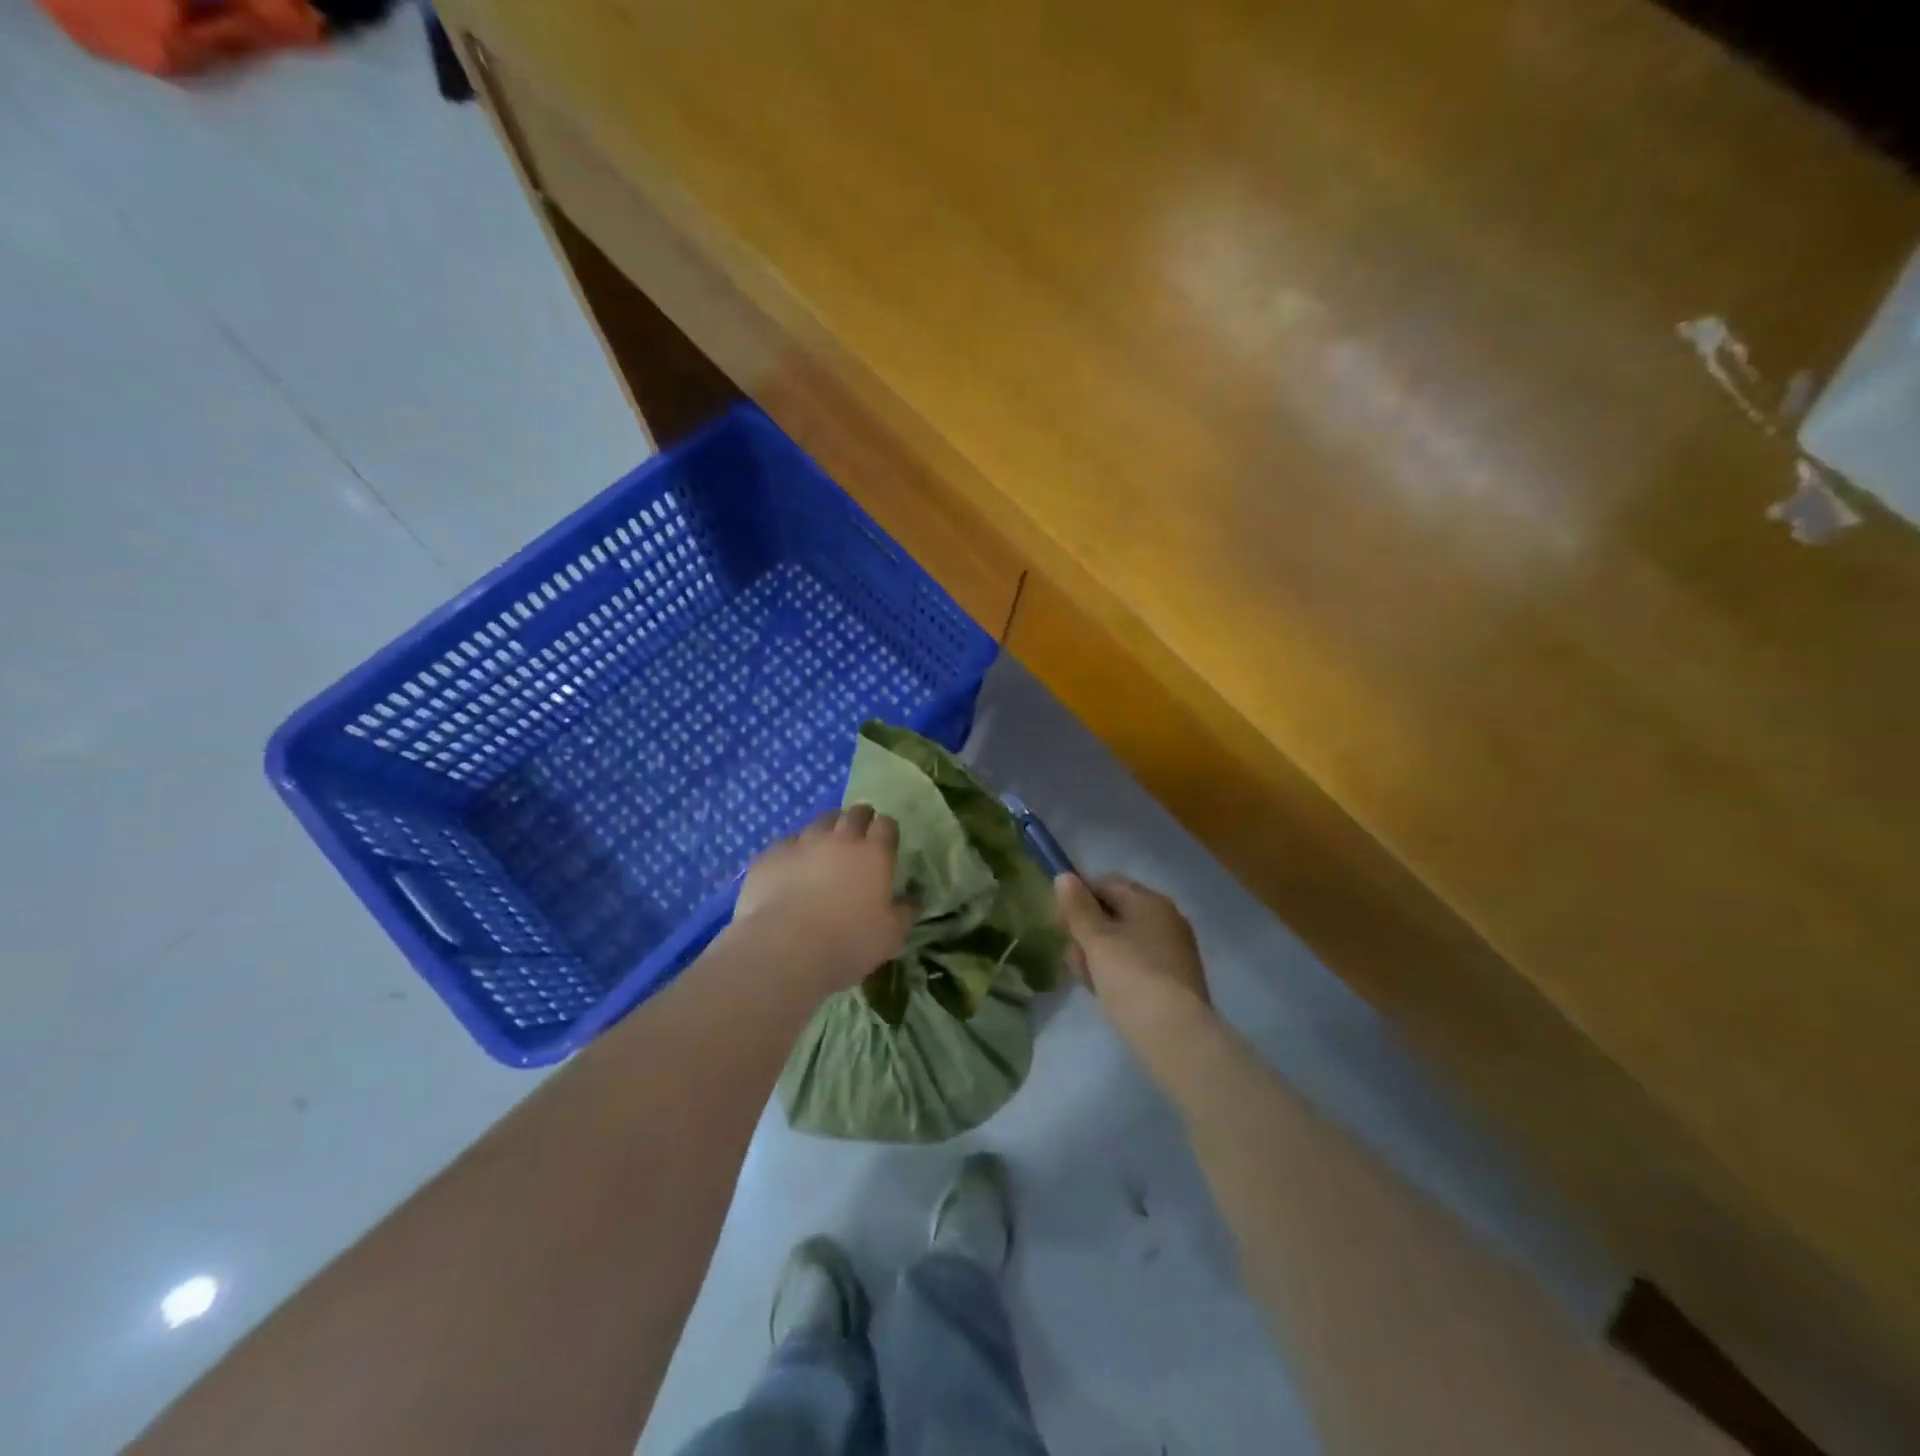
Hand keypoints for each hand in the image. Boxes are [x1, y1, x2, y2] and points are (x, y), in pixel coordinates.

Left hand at [732, 806, 915, 992]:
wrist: (784, 950)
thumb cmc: (848, 944)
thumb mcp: (890, 936)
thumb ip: (905, 912)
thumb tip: (914, 898)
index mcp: (874, 854)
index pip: (886, 825)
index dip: (887, 830)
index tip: (886, 840)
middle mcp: (840, 839)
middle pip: (854, 814)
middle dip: (860, 818)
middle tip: (858, 834)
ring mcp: (802, 843)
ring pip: (819, 822)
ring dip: (826, 830)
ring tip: (824, 847)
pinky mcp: (771, 855)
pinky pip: (786, 844)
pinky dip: (793, 851)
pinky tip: (790, 868)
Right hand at [1055, 873, 1212, 1038]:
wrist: (1177, 1036)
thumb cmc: (1131, 978)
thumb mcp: (1097, 941)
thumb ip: (1078, 908)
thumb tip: (1064, 876)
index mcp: (1149, 901)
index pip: (1106, 884)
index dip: (1077, 899)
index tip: (1058, 925)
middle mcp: (1166, 918)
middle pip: (1114, 914)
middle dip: (1086, 933)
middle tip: (1072, 959)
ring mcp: (1173, 949)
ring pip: (1123, 942)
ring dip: (1098, 955)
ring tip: (1087, 981)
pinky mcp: (1175, 979)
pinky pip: (1137, 964)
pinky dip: (1118, 972)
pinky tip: (1106, 993)